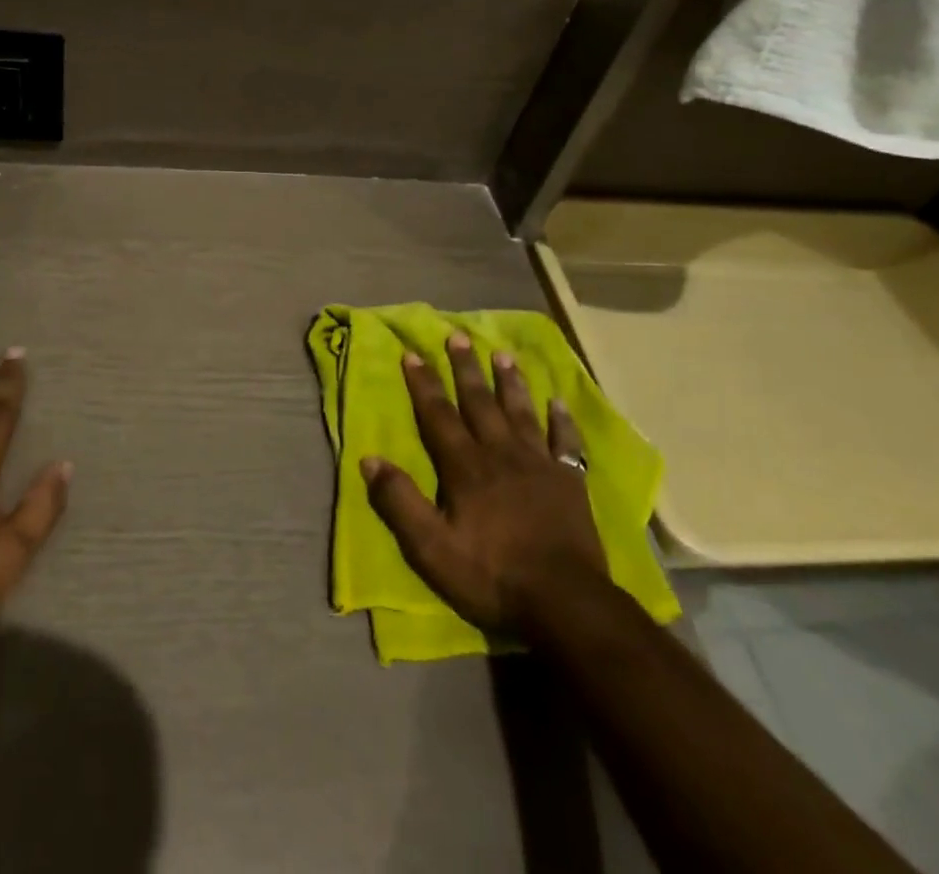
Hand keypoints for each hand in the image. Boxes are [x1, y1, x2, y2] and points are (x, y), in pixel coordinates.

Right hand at [361, 334, 606, 634]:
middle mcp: (500, 454)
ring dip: (510, 382)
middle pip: (479, 402)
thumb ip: (400, 502)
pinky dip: (561, 421)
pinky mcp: (569, 482)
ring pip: (520, 412)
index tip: (412, 353)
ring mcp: (539, 465)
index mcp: (465, 467)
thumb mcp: (431, 548)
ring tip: (503, 354)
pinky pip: (565, 442)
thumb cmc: (492, 575)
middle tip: (458, 336)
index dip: (423, 384)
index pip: (438, 415)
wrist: (565, 603)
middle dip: (465, 369)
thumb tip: (369, 460)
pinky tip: (558, 403)